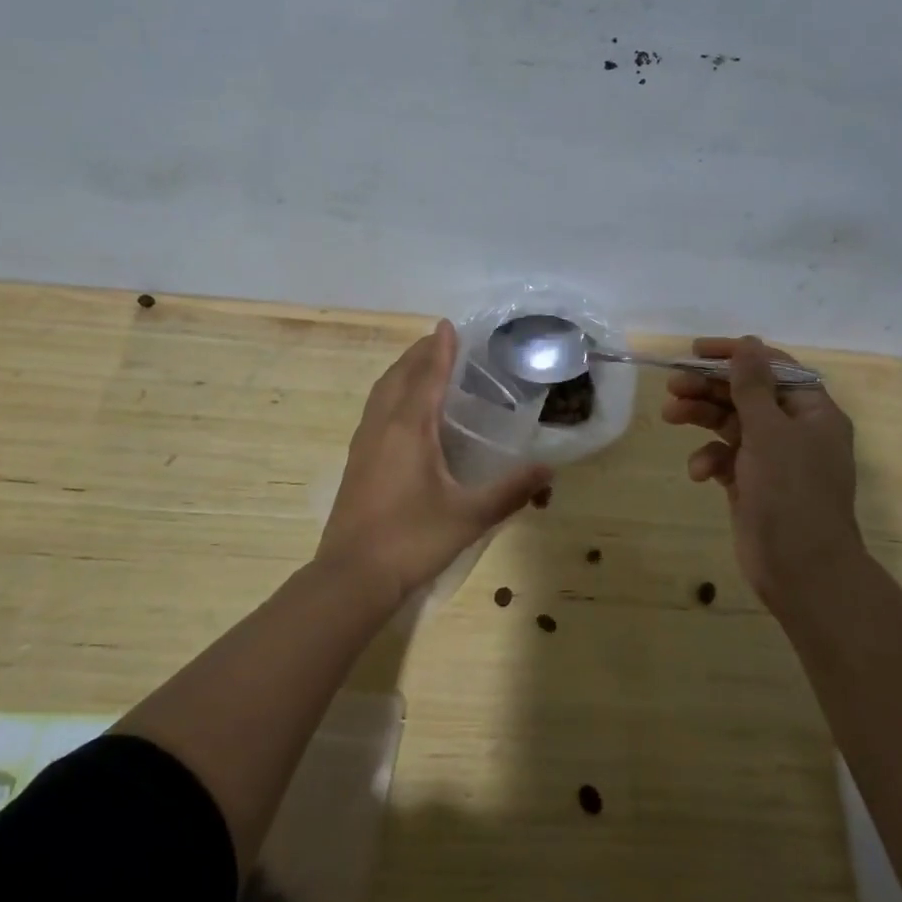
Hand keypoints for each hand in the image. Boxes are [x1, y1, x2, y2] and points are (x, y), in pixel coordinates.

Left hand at [320, 319, 553, 607]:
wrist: (352, 576)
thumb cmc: (412, 539)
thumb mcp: (469, 516)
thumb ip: (510, 491)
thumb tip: (549, 469)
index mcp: (409, 428)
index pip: (427, 376)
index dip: (440, 349)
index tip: (448, 324)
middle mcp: (383, 426)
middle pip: (399, 376)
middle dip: (419, 353)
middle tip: (441, 340)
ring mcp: (364, 443)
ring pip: (382, 391)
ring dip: (402, 371)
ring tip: (421, 364)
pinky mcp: (356, 461)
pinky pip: (375, 409)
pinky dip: (390, 393)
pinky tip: (400, 410)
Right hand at [661, 336, 863, 607]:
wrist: (802, 570)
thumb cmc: (791, 492)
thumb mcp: (769, 431)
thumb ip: (752, 385)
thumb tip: (747, 343)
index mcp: (812, 411)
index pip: (773, 367)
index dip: (736, 355)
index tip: (697, 351)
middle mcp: (795, 430)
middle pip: (747, 394)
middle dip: (709, 388)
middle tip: (673, 385)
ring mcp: (773, 459)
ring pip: (731, 424)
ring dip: (702, 417)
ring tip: (670, 415)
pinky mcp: (753, 484)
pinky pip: (727, 458)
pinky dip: (710, 459)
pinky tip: (699, 472)